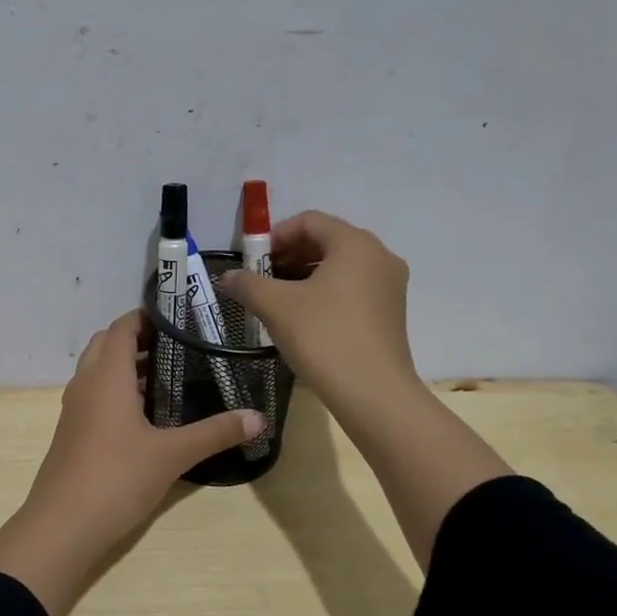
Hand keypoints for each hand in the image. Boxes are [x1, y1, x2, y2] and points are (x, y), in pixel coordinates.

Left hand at [0, 310, 263, 615]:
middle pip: (107, 344)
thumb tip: (258, 417)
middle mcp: (85, 384)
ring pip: (97, 371)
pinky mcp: (71, 433)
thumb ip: (215, 433)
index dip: (147, 317)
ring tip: (168, 377)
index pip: (122, 327)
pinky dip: (116, 391)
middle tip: (177, 348)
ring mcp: (74, 409)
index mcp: (107, 376)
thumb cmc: (116, 478)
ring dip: (125, 367)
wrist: (62, 526)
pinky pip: (93, 396)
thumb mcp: (172, 455)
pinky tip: (144, 415)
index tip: (180, 320)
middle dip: (137, 340)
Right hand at [221, 210, 421, 439]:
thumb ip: (247, 284)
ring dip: (303, 276)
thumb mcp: (276, 306)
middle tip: (259, 279)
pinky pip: (351, 288)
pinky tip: (302, 318)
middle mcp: (378, 256)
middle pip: (326, 241)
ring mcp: (389, 286)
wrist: (373, 394)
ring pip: (339, 267)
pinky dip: (324, 293)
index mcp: (355, 244)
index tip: (252, 260)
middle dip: (288, 256)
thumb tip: (227, 276)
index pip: (309, 221)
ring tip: (275, 300)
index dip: (275, 235)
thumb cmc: (324, 338)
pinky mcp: (390, 312)